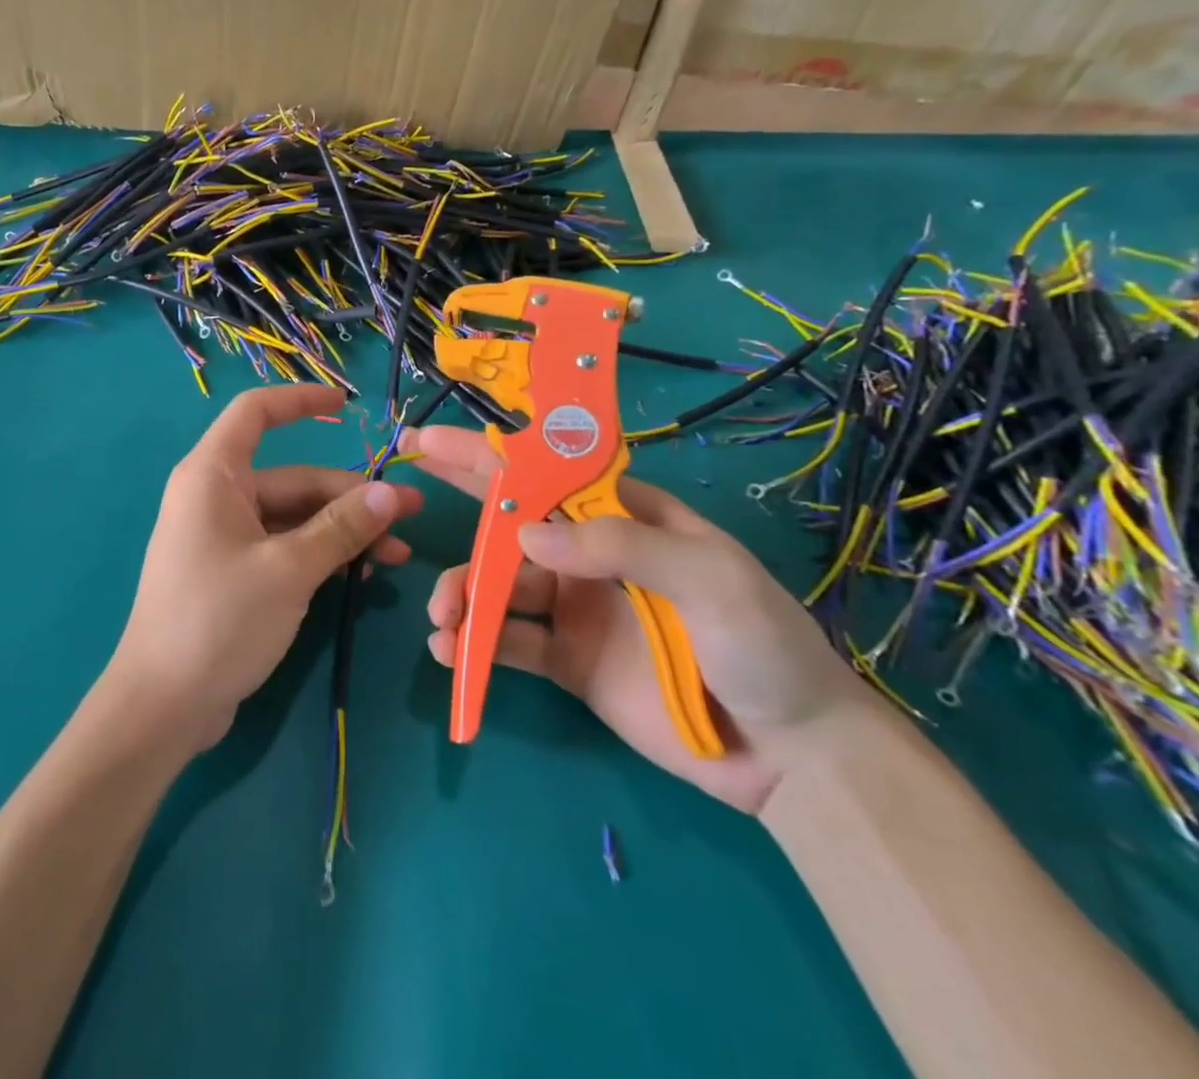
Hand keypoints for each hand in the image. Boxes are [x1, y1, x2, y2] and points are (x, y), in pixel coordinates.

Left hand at [108, 385, 420, 752]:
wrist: (163, 706)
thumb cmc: (219, 620)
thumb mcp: (289, 569)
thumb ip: (342, 527)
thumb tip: (392, 493)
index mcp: (213, 475)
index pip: (256, 413)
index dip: (301, 401)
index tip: (347, 406)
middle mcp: (216, 496)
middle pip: (292, 478)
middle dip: (350, 496)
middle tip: (409, 516)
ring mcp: (224, 537)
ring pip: (294, 518)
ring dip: (343, 532)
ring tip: (397, 556)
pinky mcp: (233, 573)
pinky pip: (284, 548)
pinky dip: (320, 555)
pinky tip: (362, 575)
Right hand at [402, 424, 871, 812]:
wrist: (794, 757)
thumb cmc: (764, 646)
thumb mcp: (711, 579)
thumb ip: (621, 547)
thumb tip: (526, 538)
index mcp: (622, 517)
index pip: (546, 472)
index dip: (490, 452)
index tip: (433, 440)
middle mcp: (588, 554)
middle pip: (510, 520)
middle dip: (458, 502)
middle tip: (403, 490)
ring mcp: (573, 607)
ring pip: (498, 586)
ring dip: (461, 593)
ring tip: (442, 616)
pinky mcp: (565, 660)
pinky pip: (508, 643)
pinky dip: (475, 645)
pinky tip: (452, 652)